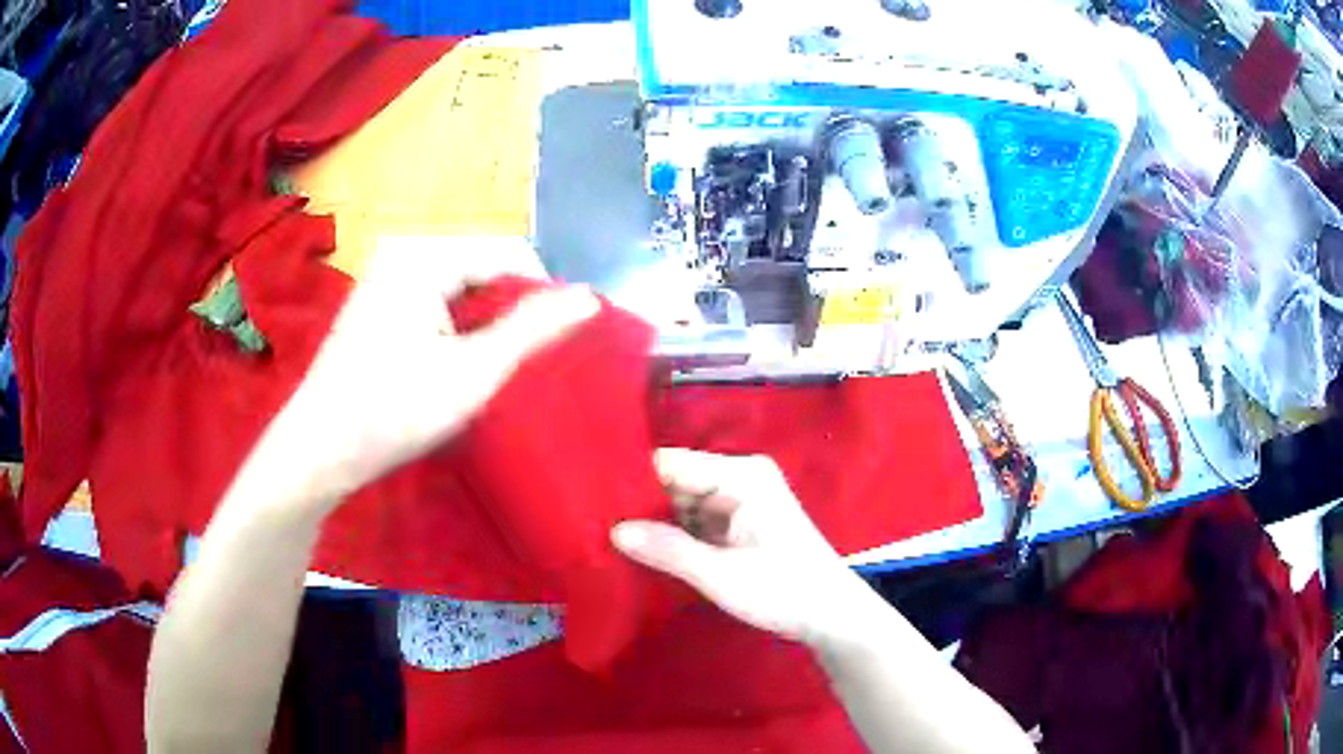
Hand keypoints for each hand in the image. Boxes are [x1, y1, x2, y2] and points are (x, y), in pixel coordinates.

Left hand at [274, 236, 598, 505]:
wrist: (320, 449)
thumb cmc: (394, 411)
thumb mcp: (474, 372)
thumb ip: (533, 330)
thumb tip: (589, 297)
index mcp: (424, 257)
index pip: (507, 254)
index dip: (541, 294)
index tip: (556, 343)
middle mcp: (403, 254)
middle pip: (482, 269)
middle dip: (508, 311)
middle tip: (519, 363)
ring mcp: (385, 279)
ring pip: (459, 290)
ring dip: (483, 324)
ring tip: (489, 368)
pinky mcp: (376, 306)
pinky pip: (433, 304)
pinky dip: (455, 330)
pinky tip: (453, 366)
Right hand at [612, 449, 865, 645]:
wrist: (832, 617)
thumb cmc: (784, 590)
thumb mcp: (721, 574)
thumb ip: (667, 550)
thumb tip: (613, 530)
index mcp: (741, 475)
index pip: (672, 463)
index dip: (631, 479)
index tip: (589, 495)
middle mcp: (739, 478)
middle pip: (675, 482)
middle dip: (639, 504)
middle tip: (590, 521)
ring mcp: (740, 502)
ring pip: (682, 505)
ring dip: (653, 523)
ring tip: (605, 534)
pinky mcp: (739, 525)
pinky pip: (695, 522)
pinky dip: (673, 536)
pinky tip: (641, 549)